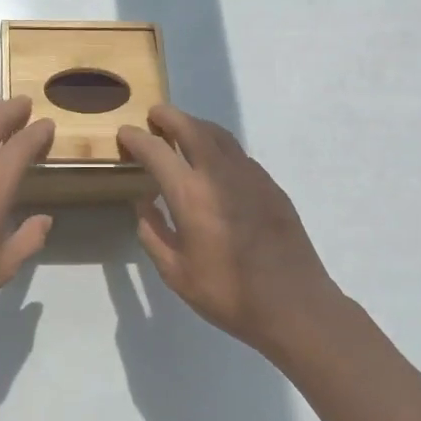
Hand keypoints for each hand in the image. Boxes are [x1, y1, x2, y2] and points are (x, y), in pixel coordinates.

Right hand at [118, 105, 341, 350]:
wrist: (294, 305)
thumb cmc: (228, 294)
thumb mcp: (175, 273)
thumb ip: (153, 233)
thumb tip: (143, 203)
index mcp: (190, 195)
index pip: (156, 151)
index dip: (137, 138)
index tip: (125, 133)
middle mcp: (220, 174)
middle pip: (192, 128)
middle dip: (170, 116)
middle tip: (155, 115)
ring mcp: (251, 177)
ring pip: (220, 136)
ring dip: (197, 126)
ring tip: (183, 130)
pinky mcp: (271, 186)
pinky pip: (239, 154)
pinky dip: (220, 147)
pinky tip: (215, 164)